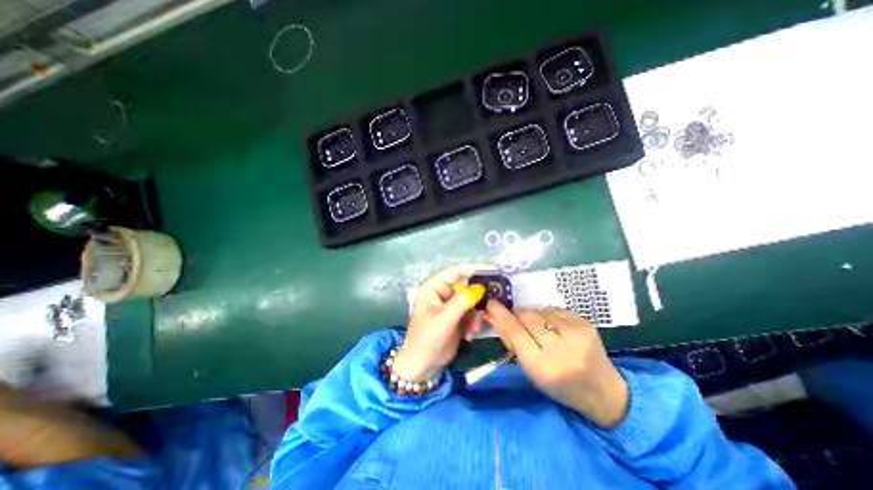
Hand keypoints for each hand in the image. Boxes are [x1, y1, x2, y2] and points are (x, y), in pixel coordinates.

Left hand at [394, 264, 493, 381]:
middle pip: (467, 286)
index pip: (456, 272)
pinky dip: (474, 322)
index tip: (494, 269)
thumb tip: (480, 288)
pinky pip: (472, 312)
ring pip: (472, 300)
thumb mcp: (443, 320)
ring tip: (473, 329)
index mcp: (434, 288)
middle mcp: (444, 293)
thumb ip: (461, 303)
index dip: (474, 269)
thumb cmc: (427, 339)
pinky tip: (470, 334)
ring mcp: (452, 305)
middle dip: (478, 298)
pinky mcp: (458, 316)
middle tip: (491, 305)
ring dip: (476, 314)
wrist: (424, 365)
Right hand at [485, 304, 627, 426]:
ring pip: (540, 311)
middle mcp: (561, 348)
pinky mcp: (585, 323)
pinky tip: (553, 327)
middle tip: (514, 318)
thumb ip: (510, 342)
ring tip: (539, 329)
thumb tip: (493, 316)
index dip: (501, 316)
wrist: (603, 391)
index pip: (516, 333)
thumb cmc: (559, 385)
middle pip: (528, 317)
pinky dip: (548, 315)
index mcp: (543, 367)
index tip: (491, 304)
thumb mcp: (530, 370)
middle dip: (517, 315)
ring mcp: (576, 333)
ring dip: (533, 316)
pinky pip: (555, 309)